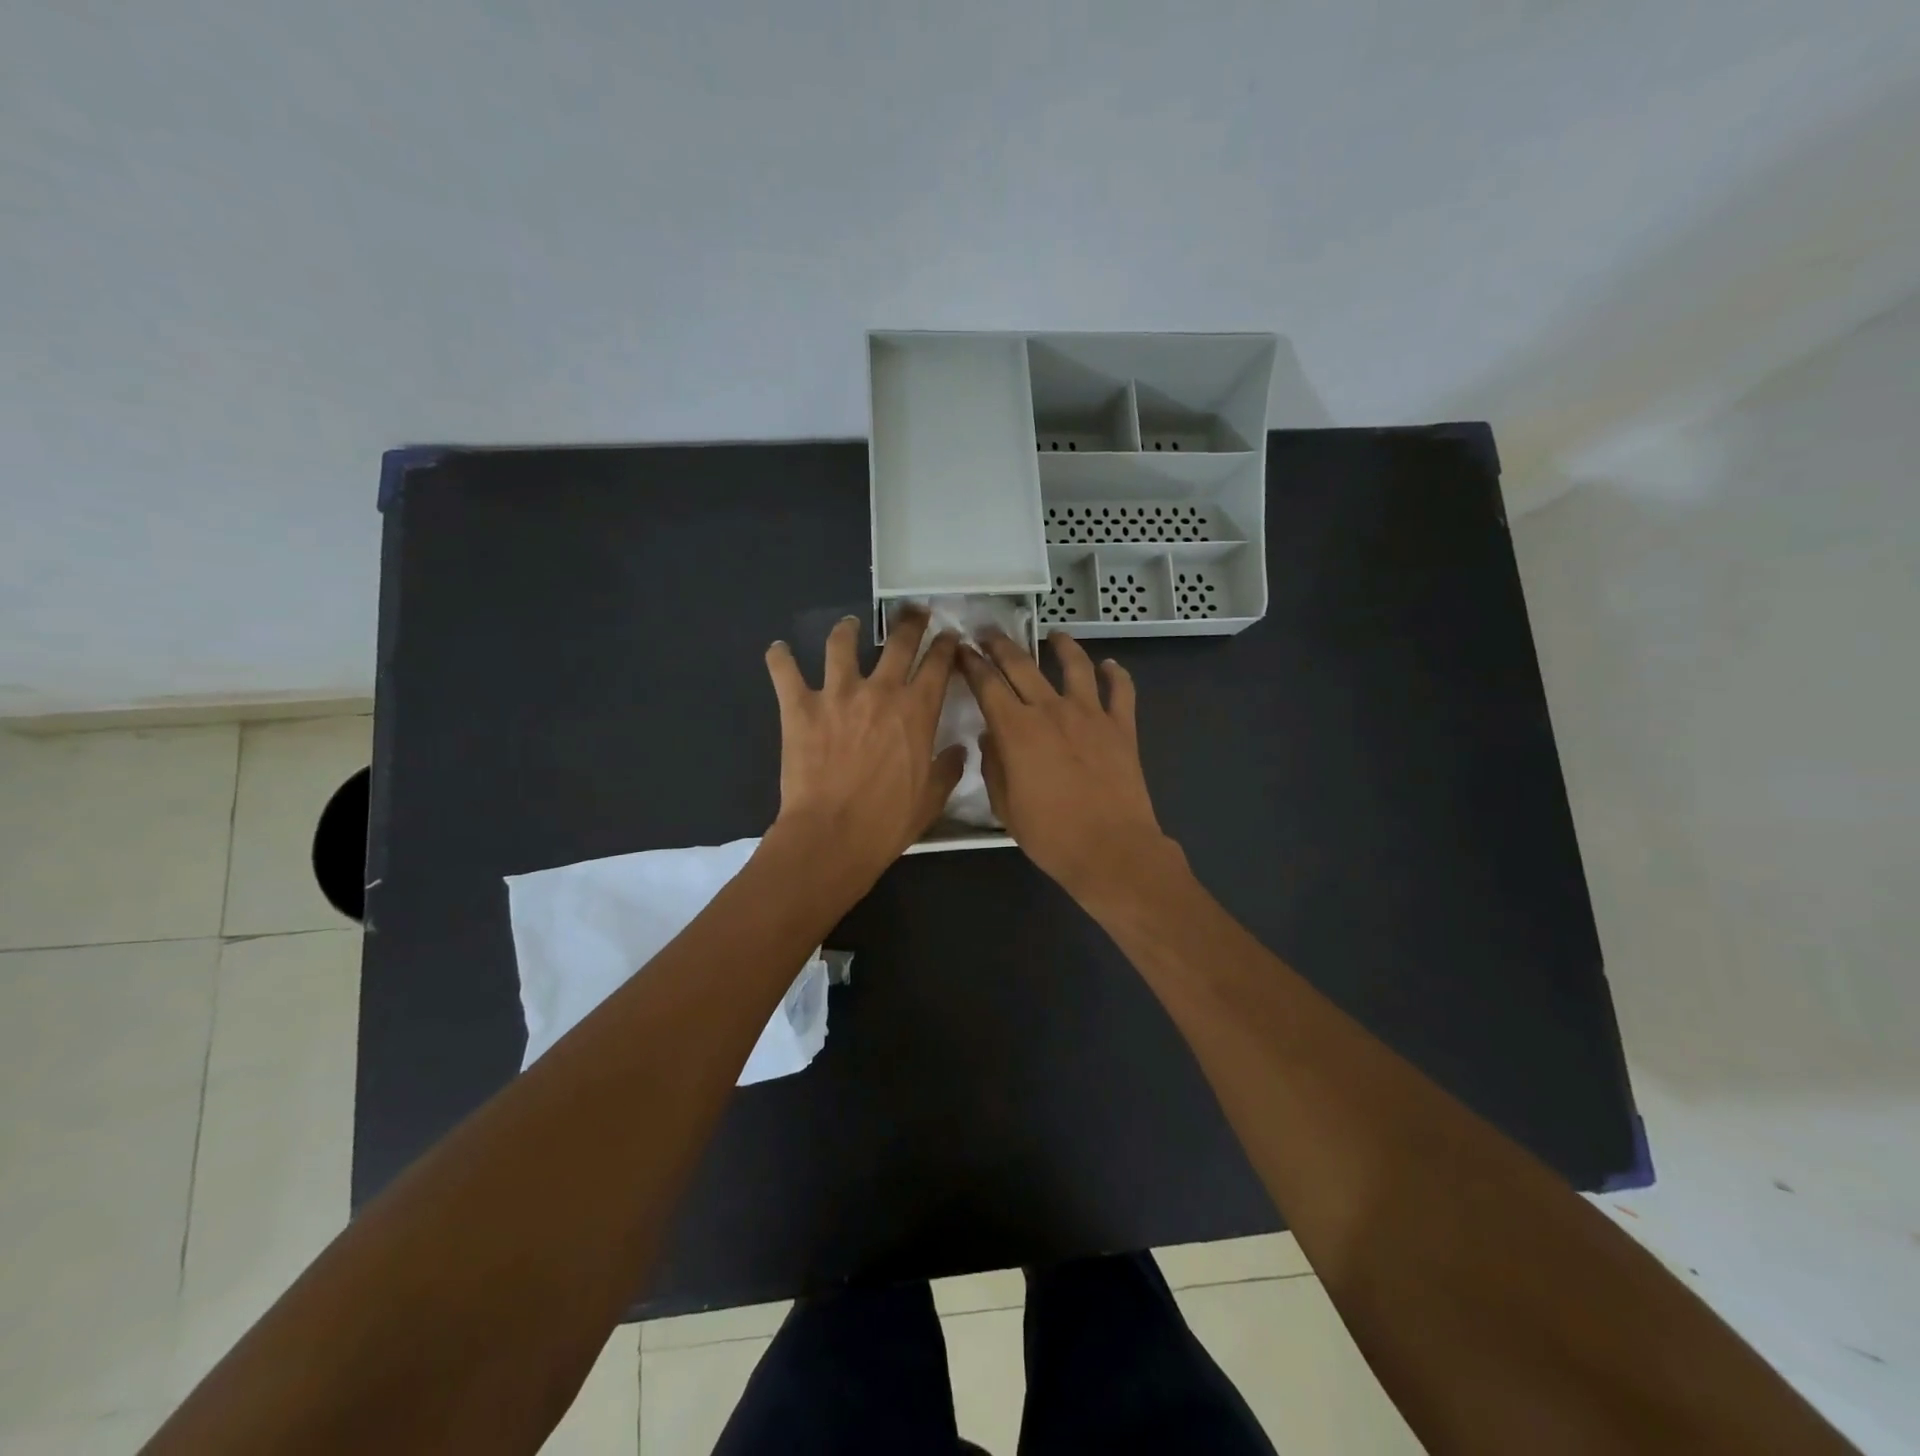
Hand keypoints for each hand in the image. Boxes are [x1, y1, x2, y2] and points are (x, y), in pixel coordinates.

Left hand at [764, 611, 964, 890]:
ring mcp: (837, 695)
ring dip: (847, 629)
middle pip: (898, 642)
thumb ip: (948, 768)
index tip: (948, 636)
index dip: (945, 645)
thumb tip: (960, 749)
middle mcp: (880, 691)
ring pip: (841, 645)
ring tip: (849, 624)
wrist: (832, 835)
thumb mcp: (931, 799)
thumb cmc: (887, 821)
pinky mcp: (800, 707)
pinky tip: (778, 649)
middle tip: (913, 612)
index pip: (938, 664)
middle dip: (910, 622)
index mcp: (917, 710)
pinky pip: (785, 672)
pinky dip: (779, 658)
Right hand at [959, 629, 1182, 902]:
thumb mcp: (1005, 806)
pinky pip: (1121, 690)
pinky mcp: (1122, 727)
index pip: (987, 684)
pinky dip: (1116, 674)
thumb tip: (991, 736)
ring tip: (1055, 635)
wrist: (1111, 849)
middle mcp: (1051, 710)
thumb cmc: (1050, 834)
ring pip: (1075, 666)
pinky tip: (1110, 665)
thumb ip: (993, 766)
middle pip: (1022, 665)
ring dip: (1062, 646)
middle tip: (989, 633)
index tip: (961, 651)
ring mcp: (1091, 714)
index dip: (971, 664)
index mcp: (1016, 729)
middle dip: (1001, 645)